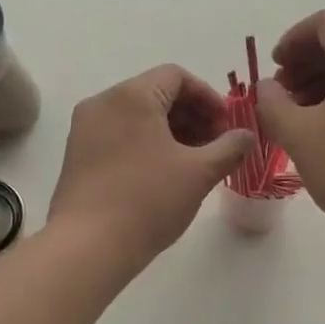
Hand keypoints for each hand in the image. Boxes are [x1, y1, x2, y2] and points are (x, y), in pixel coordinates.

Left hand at [51, 65, 254, 267]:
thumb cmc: (148, 200)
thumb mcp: (199, 173)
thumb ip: (229, 148)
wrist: (87, 247)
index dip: (208, 97)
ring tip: (193, 163)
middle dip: (192, 116)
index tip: (227, 126)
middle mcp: (103, 103)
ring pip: (137, 116)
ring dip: (171, 131)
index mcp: (131, 96)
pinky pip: (119, 135)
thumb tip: (247, 135)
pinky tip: (164, 175)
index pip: (176, 76)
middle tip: (215, 146)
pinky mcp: (77, 155)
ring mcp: (85, 129)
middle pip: (156, 93)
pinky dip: (146, 144)